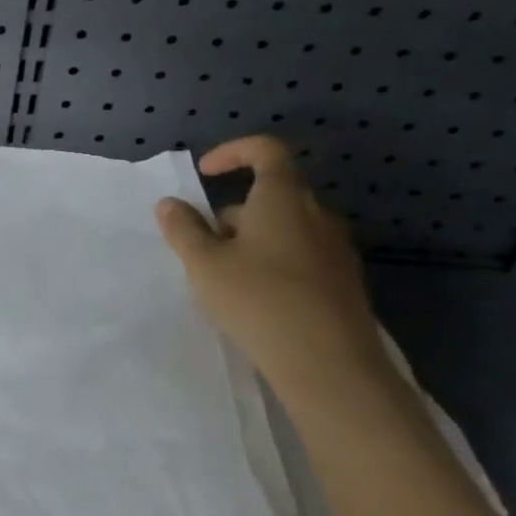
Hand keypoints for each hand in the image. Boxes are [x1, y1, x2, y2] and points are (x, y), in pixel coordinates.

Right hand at [154, 136, 392, 408]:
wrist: (330, 365)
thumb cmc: (259, 300)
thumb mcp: (203, 263)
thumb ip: (183, 229)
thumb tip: (170, 204)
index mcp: (283, 197)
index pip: (265, 150)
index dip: (233, 152)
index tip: (205, 173)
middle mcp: (317, 214)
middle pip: (271, 195)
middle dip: (233, 214)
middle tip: (204, 249)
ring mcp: (337, 250)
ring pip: (286, 229)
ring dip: (252, 242)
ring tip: (226, 281)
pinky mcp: (345, 283)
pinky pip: (302, 257)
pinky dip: (275, 264)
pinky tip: (258, 302)